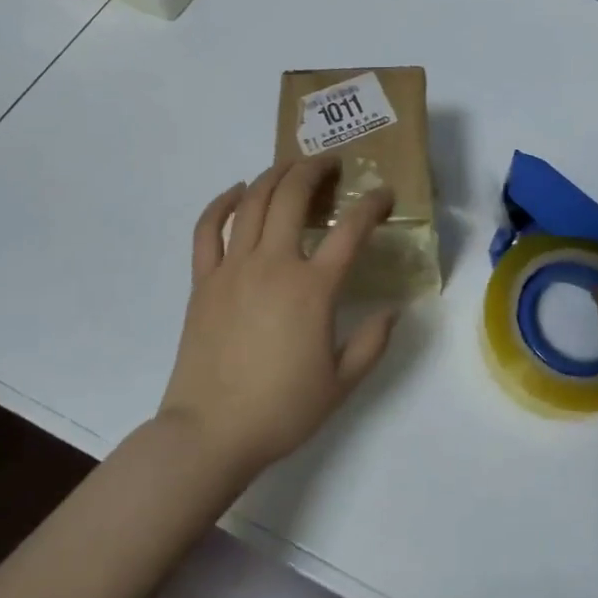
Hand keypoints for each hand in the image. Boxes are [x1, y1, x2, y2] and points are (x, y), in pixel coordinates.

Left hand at [160, 157, 399, 478]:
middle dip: (315, 170)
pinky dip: (223, 202)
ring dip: (275, 175)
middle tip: (331, 164)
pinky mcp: (203, 281)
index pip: (351, 230)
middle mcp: (273, 265)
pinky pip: (208, 229)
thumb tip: (393, 311)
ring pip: (254, 202)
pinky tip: (238, 191)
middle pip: (294, 196)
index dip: (372, 205)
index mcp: (313, 289)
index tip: (384, 194)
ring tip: (293, 167)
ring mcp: (233, 269)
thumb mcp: (342, 383)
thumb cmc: (281, 410)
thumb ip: (373, 343)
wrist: (210, 433)